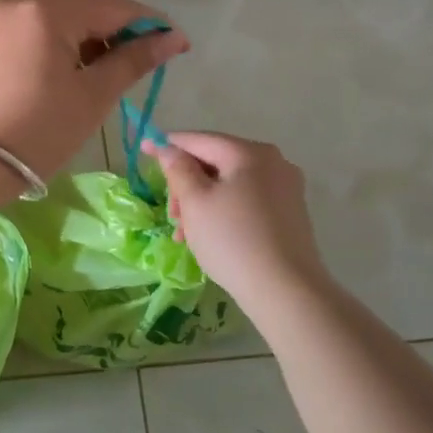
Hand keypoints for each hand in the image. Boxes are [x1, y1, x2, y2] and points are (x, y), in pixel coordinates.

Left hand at [0, 0, 187, 181]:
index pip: (112, 5)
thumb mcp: (92, 97)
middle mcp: (21, 2)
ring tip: (99, 68)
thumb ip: (133, 60)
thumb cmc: (38, 131)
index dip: (149, 23)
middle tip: (131, 56)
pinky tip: (67, 67)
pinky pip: (33, 23)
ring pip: (56, 7)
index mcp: (48, 12)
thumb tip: (172, 38)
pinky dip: (58, 35)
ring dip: (85, 26)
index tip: (176, 44)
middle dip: (114, 19)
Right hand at [142, 132, 332, 311]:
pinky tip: (208, 237)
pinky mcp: (290, 214)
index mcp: (250, 152)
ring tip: (185, 234)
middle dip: (186, 184)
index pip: (199, 140)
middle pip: (215, 162)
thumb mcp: (195, 202)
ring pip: (229, 184)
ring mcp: (285, 188)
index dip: (168, 145)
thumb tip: (169, 149)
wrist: (286, 291)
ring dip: (201, 202)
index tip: (143, 149)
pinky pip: (245, 201)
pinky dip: (222, 212)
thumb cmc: (233, 240)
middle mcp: (273, 162)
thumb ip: (178, 169)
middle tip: (172, 214)